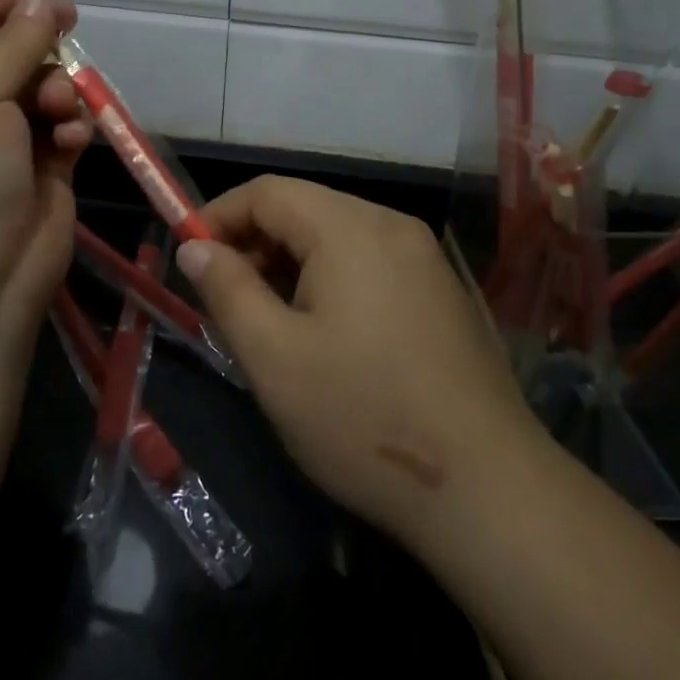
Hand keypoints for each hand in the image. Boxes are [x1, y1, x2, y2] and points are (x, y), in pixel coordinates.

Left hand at [0, 0, 91, 357]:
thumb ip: (14, 41)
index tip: (37, 1)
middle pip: (1, 52)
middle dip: (35, 48)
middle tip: (68, 38)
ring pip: (39, 87)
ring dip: (57, 89)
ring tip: (60, 110)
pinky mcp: (39, 166)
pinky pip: (61, 125)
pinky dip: (71, 126)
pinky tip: (72, 140)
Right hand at [178, 176, 537, 549]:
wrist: (490, 488)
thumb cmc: (364, 417)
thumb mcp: (274, 358)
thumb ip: (227, 291)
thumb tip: (195, 245)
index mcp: (350, 227)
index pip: (268, 191)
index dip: (219, 215)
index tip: (190, 257)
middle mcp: (391, 225)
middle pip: (305, 209)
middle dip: (255, 242)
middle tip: (226, 298)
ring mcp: (424, 257)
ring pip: (338, 236)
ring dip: (292, 264)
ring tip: (269, 320)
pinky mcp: (442, 291)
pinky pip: (372, 262)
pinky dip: (332, 279)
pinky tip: (326, 333)